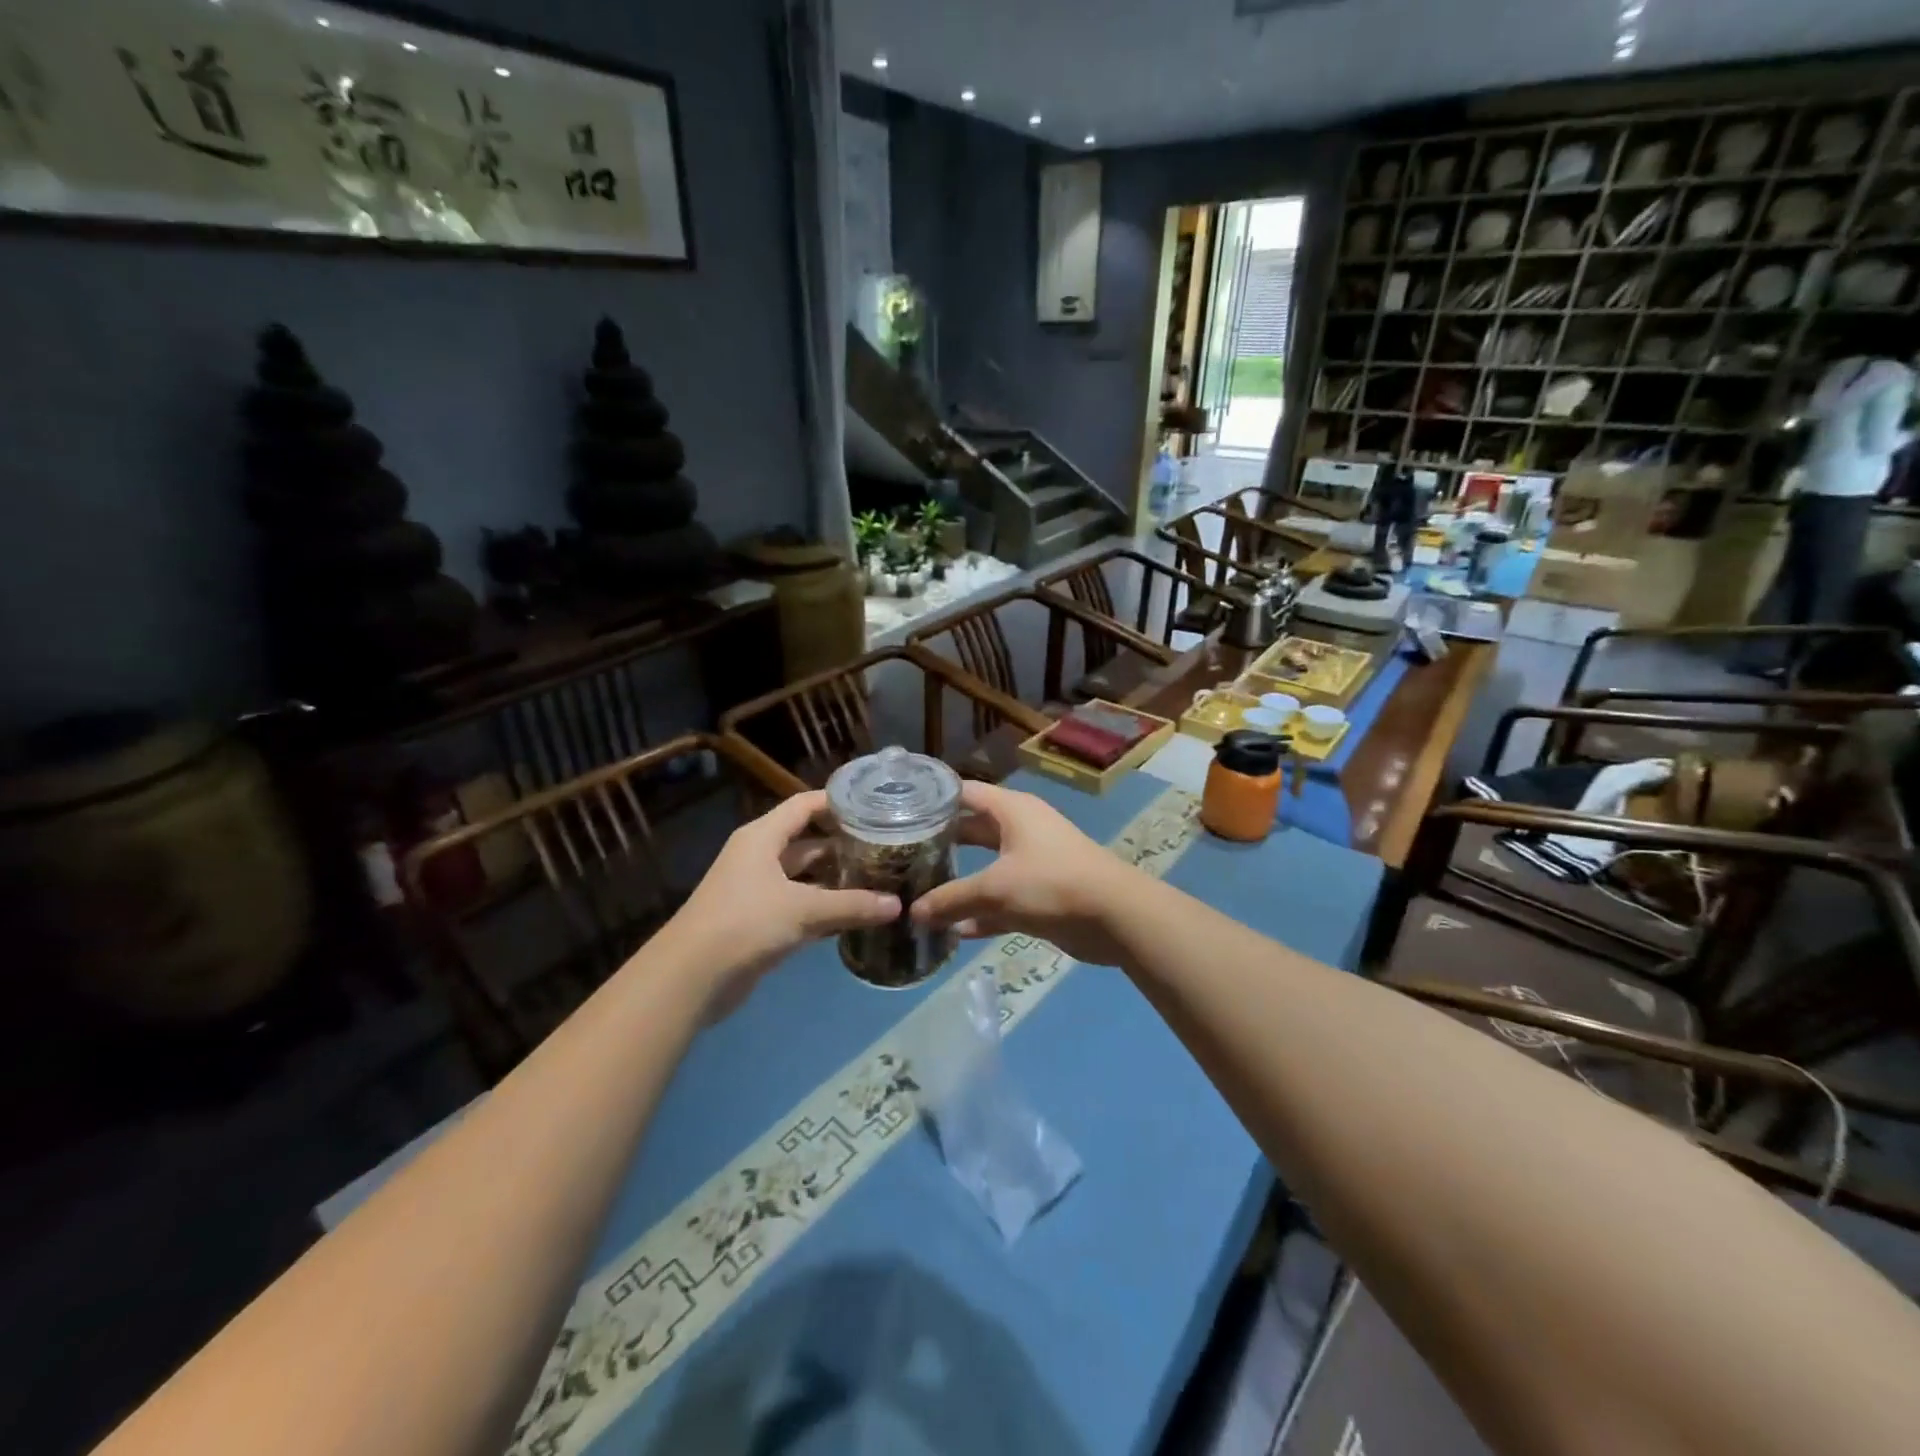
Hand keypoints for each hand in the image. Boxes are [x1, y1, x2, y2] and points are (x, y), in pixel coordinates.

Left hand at [659, 791, 899, 1018]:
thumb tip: (897, 905)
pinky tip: (855, 915)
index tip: (874, 806)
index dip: (836, 803)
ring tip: (879, 881)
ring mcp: (757, 890)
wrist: (690, 977)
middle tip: (885, 849)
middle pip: (807, 842)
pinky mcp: (758, 921)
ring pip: (804, 876)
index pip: (804, 805)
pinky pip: (798, 905)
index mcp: (762, 837)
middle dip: (843, 846)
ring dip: (835, 880)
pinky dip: (823, 908)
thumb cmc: (745, 923)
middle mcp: (759, 856)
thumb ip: (852, 905)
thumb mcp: (804, 910)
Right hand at [910, 781, 1138, 965]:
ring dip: (959, 884)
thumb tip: (913, 912)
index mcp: (1012, 810)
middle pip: (972, 830)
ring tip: (918, 894)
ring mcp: (1032, 862)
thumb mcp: (995, 889)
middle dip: (940, 844)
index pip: (964, 792)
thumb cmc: (1052, 883)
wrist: (1116, 916)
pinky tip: (954, 932)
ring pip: (986, 868)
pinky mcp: (1040, 895)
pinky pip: (1001, 901)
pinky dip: (981, 914)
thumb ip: (951, 899)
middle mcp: (1020, 829)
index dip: (933, 799)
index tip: (898, 812)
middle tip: (900, 857)